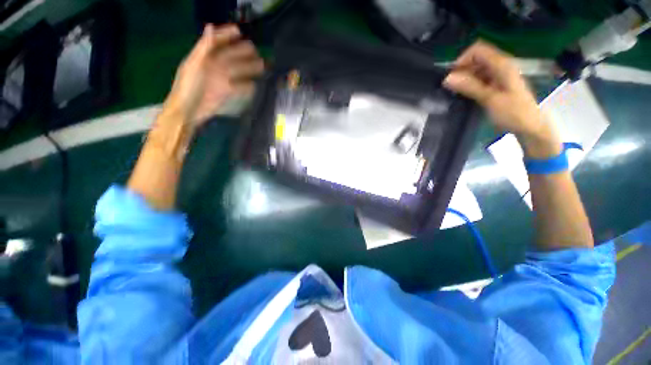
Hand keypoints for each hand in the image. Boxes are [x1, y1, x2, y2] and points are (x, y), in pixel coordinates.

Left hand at [163, 24, 263, 128]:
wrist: (189, 111)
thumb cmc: (188, 87)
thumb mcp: (193, 65)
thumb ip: (203, 47)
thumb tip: (210, 26)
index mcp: (204, 57)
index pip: (216, 42)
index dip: (226, 35)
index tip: (239, 32)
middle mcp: (214, 66)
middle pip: (230, 56)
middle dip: (242, 52)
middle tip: (256, 51)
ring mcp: (221, 80)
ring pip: (238, 71)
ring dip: (249, 68)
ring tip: (261, 66)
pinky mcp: (226, 93)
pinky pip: (239, 86)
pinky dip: (247, 86)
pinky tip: (255, 85)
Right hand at [444, 41, 561, 157]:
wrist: (530, 127)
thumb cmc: (513, 113)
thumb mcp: (490, 99)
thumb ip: (469, 87)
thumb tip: (447, 78)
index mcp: (502, 65)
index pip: (478, 50)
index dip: (463, 59)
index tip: (452, 76)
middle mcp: (501, 66)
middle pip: (476, 58)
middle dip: (462, 70)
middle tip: (452, 87)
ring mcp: (499, 75)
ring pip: (477, 69)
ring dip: (465, 78)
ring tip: (456, 92)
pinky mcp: (497, 85)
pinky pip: (480, 78)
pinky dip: (470, 84)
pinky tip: (465, 94)